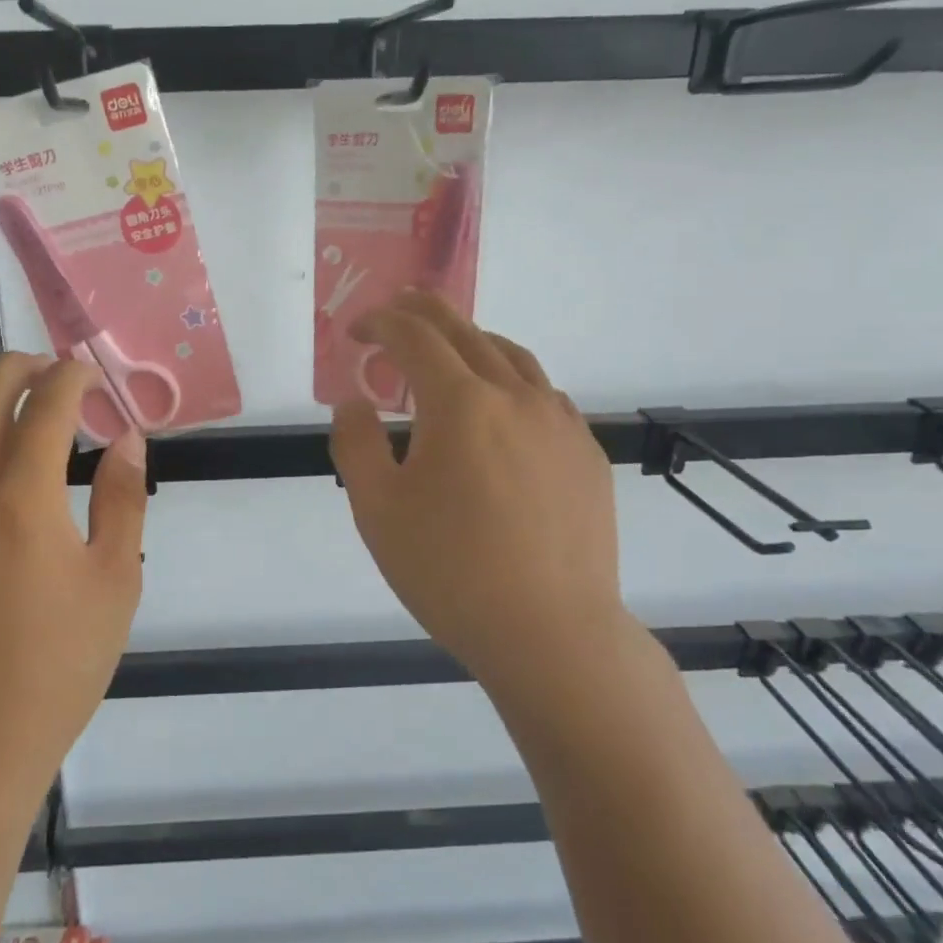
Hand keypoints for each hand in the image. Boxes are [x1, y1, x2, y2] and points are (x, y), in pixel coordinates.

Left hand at [0, 354, 147, 815]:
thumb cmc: (59, 664)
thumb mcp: (115, 581)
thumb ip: (123, 499)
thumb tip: (126, 438)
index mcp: (23, 498)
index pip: (46, 405)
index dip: (72, 378)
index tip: (89, 375)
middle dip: (24, 369)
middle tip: (52, 375)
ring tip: (2, 410)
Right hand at [330, 292, 632, 692]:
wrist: (550, 632)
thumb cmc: (449, 571)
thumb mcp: (376, 509)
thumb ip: (356, 442)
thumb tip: (356, 401)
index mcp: (460, 403)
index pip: (414, 336)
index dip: (379, 323)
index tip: (355, 331)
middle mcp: (515, 396)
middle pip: (465, 331)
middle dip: (423, 312)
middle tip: (396, 309)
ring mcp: (560, 422)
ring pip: (511, 357)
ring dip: (470, 342)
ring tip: (446, 353)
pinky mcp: (586, 453)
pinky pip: (542, 394)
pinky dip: (508, 380)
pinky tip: (499, 412)